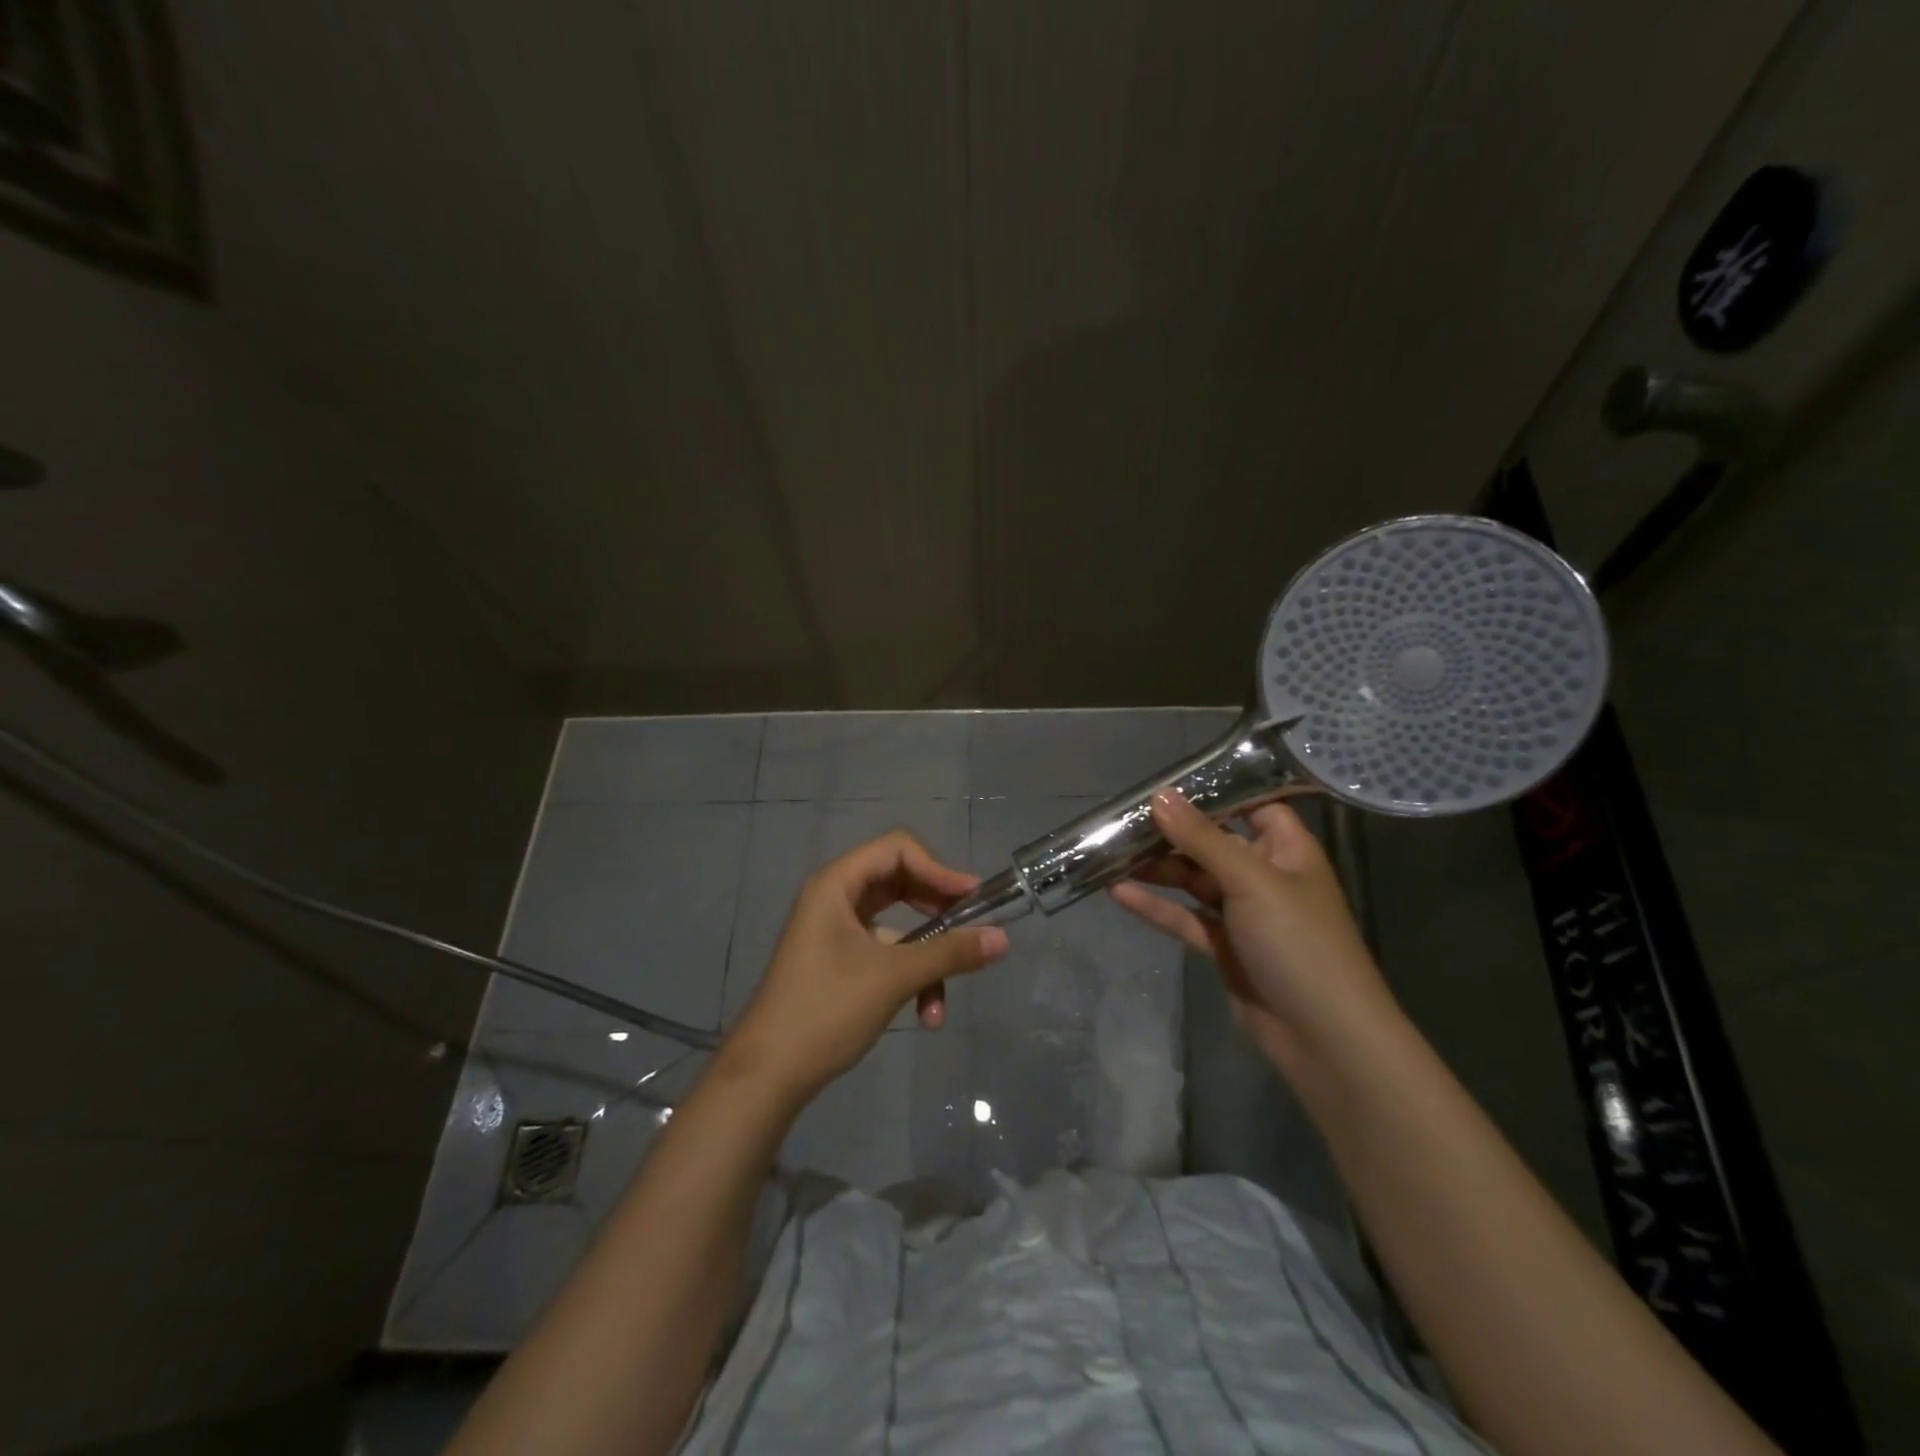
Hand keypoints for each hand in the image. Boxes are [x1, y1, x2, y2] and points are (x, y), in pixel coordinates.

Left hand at [725, 831, 1008, 1098]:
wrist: (768, 1074)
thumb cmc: (827, 1009)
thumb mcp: (894, 977)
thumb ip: (950, 953)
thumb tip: (1003, 939)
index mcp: (837, 884)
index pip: (898, 849)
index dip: (938, 868)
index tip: (972, 898)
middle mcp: (835, 898)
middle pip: (900, 882)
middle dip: (938, 909)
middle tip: (972, 927)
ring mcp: (836, 931)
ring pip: (898, 925)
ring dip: (927, 956)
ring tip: (943, 997)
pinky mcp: (840, 962)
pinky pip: (886, 953)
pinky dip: (909, 976)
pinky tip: (926, 1015)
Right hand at [1109, 791, 1398, 1073]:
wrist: (1323, 1036)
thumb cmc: (1297, 942)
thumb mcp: (1250, 880)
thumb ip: (1202, 838)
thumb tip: (1159, 795)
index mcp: (1286, 849)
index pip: (1252, 805)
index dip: (1213, 795)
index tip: (1165, 786)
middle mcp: (1265, 874)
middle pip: (1212, 843)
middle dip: (1170, 834)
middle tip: (1120, 823)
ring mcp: (1243, 913)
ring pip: (1193, 880)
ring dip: (1157, 869)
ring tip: (1109, 856)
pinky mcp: (1224, 946)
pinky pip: (1184, 917)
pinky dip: (1155, 907)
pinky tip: (1118, 894)